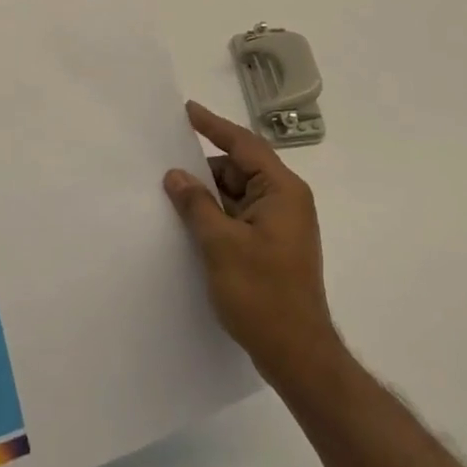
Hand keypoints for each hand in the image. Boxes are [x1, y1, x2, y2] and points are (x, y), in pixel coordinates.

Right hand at [165, 101, 340, 393]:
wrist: (299, 355)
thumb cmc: (262, 294)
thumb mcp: (221, 245)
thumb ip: (196, 204)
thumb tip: (176, 175)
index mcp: (282, 190)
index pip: (243, 145)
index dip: (213, 126)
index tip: (187, 110)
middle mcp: (286, 200)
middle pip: (241, 168)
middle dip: (205, 166)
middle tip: (167, 160)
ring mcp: (281, 225)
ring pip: (239, 194)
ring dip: (209, 193)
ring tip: (171, 192)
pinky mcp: (273, 246)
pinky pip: (241, 216)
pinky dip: (217, 214)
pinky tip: (190, 221)